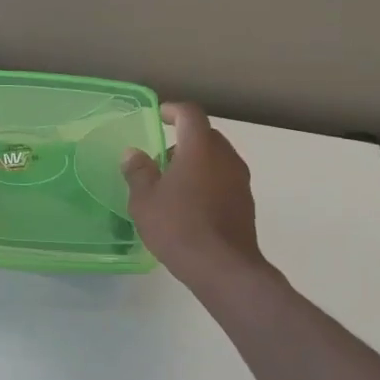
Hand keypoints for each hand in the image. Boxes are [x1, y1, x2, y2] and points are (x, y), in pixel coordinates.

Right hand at [121, 103, 270, 287]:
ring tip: (173, 184)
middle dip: (184, 139)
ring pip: (217, 159)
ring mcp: (240, 181)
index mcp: (200, 148)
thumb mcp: (144, 200)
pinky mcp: (246, 204)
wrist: (223, 268)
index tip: (159, 116)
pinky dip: (208, 181)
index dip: (173, 110)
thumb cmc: (178, 226)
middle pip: (206, 135)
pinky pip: (224, 180)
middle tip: (162, 157)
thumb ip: (138, 172)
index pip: (190, 114)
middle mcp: (225, 158)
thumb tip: (133, 154)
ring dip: (197, 162)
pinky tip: (191, 205)